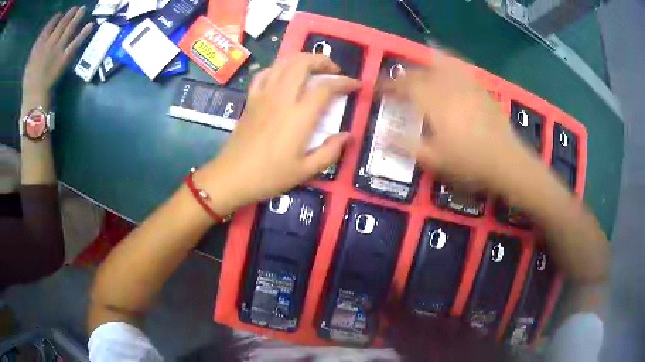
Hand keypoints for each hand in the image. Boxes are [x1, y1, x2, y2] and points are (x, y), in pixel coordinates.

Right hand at [22, 6, 93, 106]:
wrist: (34, 98)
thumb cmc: (29, 82)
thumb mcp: (30, 61)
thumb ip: (38, 45)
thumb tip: (47, 31)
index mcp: (39, 44)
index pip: (50, 25)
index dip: (56, 18)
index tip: (60, 14)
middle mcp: (50, 43)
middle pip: (61, 24)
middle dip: (69, 14)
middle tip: (76, 7)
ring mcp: (58, 50)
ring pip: (69, 29)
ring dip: (77, 17)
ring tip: (83, 9)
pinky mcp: (64, 58)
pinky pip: (76, 43)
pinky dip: (84, 33)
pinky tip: (91, 25)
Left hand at [196, 54, 360, 213]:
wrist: (232, 176)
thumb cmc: (270, 176)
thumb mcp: (305, 171)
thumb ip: (330, 152)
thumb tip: (347, 136)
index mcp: (299, 116)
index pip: (326, 87)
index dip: (345, 82)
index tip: (355, 85)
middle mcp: (282, 97)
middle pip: (303, 63)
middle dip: (322, 60)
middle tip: (333, 71)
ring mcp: (263, 95)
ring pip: (283, 63)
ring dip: (301, 59)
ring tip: (312, 69)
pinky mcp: (251, 99)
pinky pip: (264, 73)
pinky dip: (277, 68)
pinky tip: (283, 76)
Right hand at [381, 53, 534, 190]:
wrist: (505, 161)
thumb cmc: (468, 163)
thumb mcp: (433, 160)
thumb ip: (404, 145)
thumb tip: (380, 135)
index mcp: (433, 102)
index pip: (404, 86)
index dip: (388, 85)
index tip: (377, 89)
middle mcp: (447, 86)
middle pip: (420, 72)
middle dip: (404, 76)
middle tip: (397, 84)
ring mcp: (466, 85)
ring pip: (440, 64)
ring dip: (424, 64)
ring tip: (419, 70)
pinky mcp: (480, 88)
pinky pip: (461, 67)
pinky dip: (449, 62)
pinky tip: (447, 67)